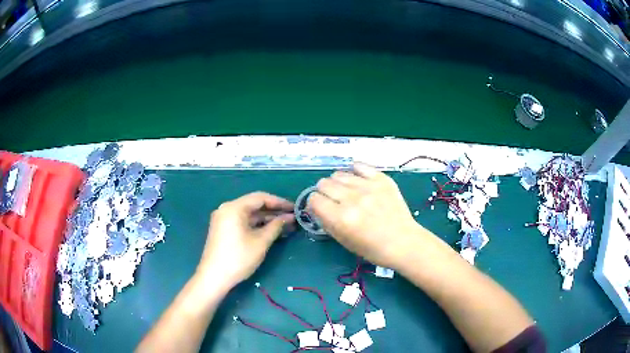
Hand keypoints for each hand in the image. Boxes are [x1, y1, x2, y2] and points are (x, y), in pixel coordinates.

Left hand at [197, 192, 294, 287]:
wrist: (214, 277)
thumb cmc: (238, 258)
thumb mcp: (260, 242)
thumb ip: (276, 226)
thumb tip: (289, 217)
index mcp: (234, 207)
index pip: (260, 198)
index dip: (279, 202)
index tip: (294, 208)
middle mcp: (227, 209)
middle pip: (254, 205)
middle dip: (274, 211)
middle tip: (293, 218)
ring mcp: (224, 219)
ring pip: (249, 214)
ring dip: (266, 219)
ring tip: (286, 225)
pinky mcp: (223, 229)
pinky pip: (243, 222)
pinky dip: (256, 225)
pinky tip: (270, 231)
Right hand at [308, 163, 426, 268]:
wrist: (403, 242)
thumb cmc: (372, 248)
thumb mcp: (343, 241)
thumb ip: (326, 222)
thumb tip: (316, 206)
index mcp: (341, 218)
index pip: (314, 199)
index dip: (315, 204)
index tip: (321, 207)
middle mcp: (352, 199)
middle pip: (324, 183)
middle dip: (324, 192)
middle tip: (334, 200)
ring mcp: (368, 187)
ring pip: (339, 173)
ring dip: (338, 183)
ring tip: (347, 191)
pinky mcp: (381, 179)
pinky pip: (360, 165)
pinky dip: (355, 172)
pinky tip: (358, 180)